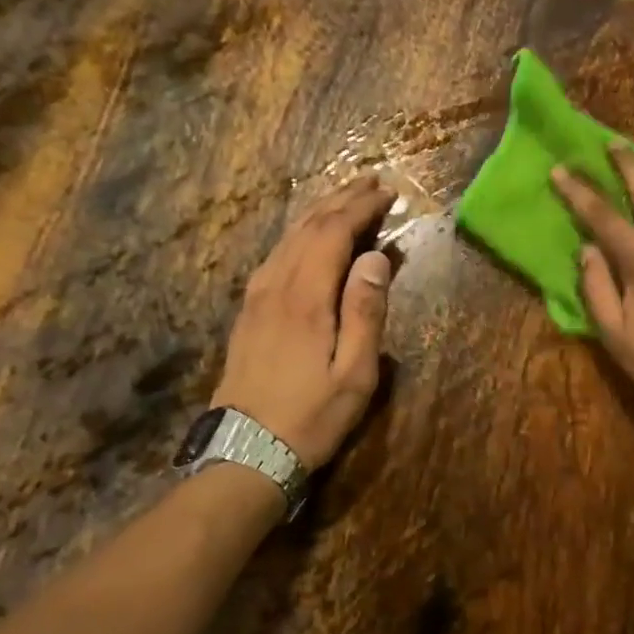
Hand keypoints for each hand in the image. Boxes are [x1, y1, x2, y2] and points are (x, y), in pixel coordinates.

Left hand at [212, 175, 396, 469]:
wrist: (246, 451)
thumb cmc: (311, 417)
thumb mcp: (355, 374)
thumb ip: (366, 311)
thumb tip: (376, 257)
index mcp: (306, 297)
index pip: (334, 232)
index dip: (361, 207)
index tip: (387, 193)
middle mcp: (276, 285)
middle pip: (308, 227)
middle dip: (341, 199)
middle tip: (371, 182)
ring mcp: (256, 297)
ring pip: (288, 238)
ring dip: (318, 212)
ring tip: (344, 198)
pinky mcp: (247, 311)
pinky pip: (275, 256)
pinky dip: (298, 235)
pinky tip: (307, 237)